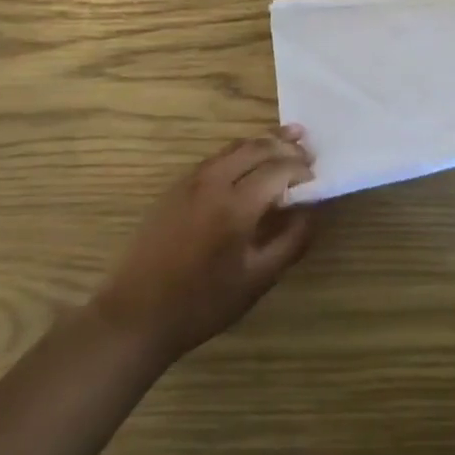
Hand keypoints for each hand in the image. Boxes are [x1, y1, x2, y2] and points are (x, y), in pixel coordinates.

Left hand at [94, 127, 317, 360]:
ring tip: (286, 141)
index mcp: (236, 205)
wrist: (137, 314)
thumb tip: (313, 210)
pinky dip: (240, 152)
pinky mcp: (176, 186)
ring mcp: (191, 180)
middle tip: (308, 150)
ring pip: (235, 147)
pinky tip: (249, 161)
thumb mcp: (257, 280)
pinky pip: (216, 157)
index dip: (301, 168)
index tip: (317, 176)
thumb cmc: (202, 303)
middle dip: (285, 146)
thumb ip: (291, 241)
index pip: (279, 169)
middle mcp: (214, 182)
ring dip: (263, 142)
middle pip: (257, 148)